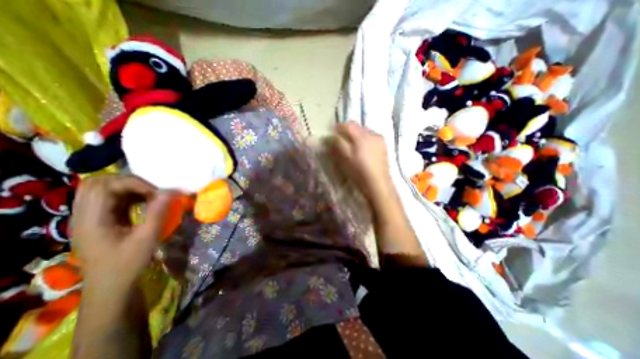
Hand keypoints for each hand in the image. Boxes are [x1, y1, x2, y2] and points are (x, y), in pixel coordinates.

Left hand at [71, 176, 171, 295]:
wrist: (111, 287)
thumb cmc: (127, 264)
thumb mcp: (146, 238)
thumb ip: (157, 212)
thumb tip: (171, 191)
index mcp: (91, 220)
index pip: (104, 186)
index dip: (134, 184)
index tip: (157, 193)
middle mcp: (83, 215)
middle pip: (97, 183)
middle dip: (128, 182)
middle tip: (152, 191)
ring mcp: (89, 217)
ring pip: (102, 189)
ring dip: (129, 188)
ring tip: (150, 196)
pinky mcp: (98, 220)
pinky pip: (110, 199)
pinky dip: (129, 195)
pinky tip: (144, 203)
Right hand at [332, 121, 391, 202]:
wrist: (378, 182)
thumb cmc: (359, 171)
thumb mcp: (345, 158)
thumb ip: (338, 144)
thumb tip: (332, 136)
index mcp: (361, 136)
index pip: (348, 125)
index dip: (338, 127)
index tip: (332, 131)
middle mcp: (372, 133)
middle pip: (357, 127)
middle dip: (348, 130)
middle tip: (341, 138)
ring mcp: (379, 139)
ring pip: (365, 131)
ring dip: (357, 135)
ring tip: (352, 144)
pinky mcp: (384, 145)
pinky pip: (371, 137)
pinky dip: (365, 139)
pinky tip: (363, 148)